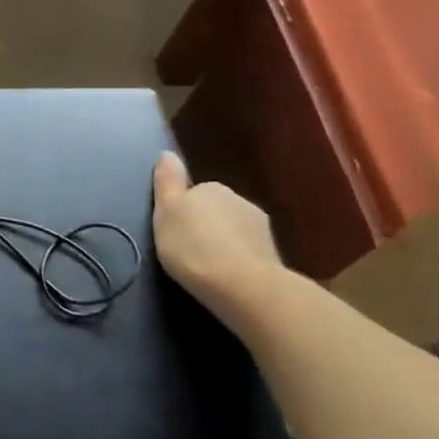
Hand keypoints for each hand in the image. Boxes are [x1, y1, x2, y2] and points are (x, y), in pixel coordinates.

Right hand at [151, 152, 281, 317]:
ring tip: (209, 268)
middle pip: (216, 210)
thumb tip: (167, 153)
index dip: (182, 211)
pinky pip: (248, 252)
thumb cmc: (193, 246)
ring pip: (234, 230)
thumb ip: (167, 182)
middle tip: (188, 251)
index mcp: (210, 188)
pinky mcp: (273, 254)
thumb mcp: (166, 212)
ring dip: (224, 243)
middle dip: (206, 226)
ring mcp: (260, 227)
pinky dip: (239, 260)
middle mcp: (238, 200)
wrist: (243, 285)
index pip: (194, 192)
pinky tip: (228, 278)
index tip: (173, 232)